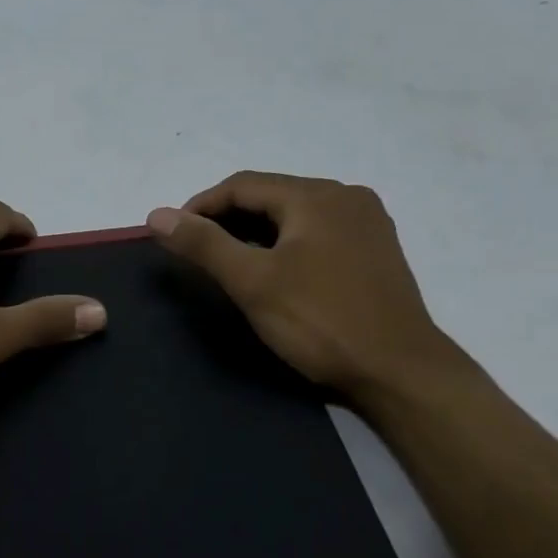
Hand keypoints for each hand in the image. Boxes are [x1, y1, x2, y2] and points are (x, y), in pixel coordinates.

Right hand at [146, 171, 462, 406]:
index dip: (200, 206)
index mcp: (317, 196)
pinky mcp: (376, 251)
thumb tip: (157, 214)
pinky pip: (318, 232)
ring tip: (229, 262)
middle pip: (271, 195)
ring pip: (295, 214)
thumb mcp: (252, 282)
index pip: (242, 185)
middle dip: (227, 218)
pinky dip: (286, 243)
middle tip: (197, 251)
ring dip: (256, 231)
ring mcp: (367, 223)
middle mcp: (347, 197)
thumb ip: (203, 244)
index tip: (173, 235)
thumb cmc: (320, 322)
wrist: (400, 372)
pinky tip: (275, 270)